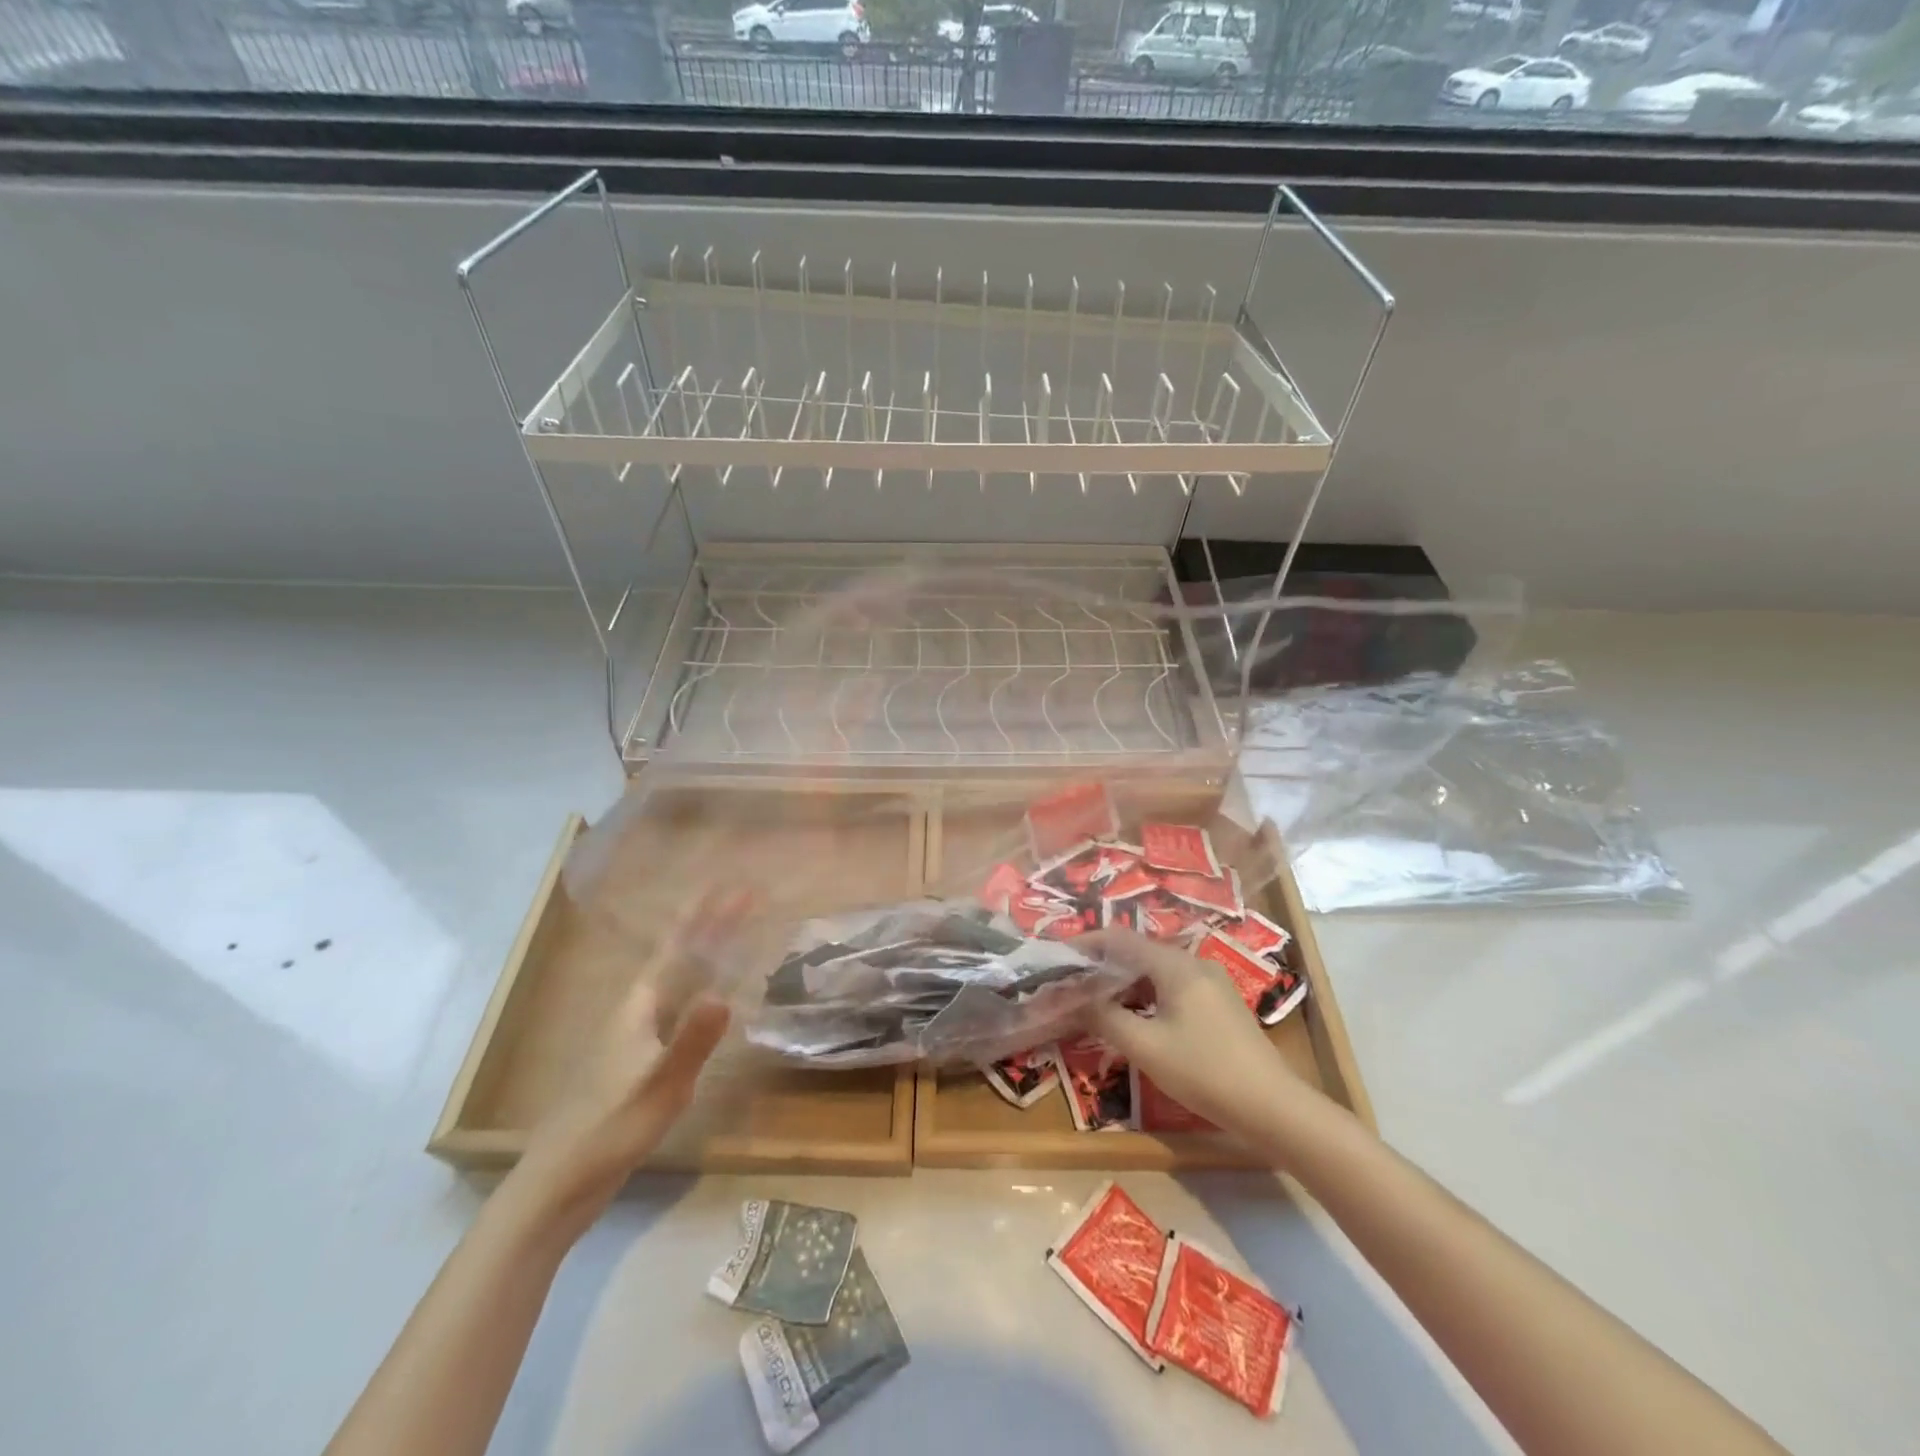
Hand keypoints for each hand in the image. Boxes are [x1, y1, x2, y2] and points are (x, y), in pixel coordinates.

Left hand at [517, 894, 742, 1217]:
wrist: (561, 1181)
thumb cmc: (610, 1127)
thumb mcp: (660, 1084)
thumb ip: (692, 1041)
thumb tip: (725, 993)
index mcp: (640, 1006)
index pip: (679, 946)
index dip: (707, 915)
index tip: (735, 887)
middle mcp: (637, 1010)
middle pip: (680, 956)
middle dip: (711, 926)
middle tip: (745, 900)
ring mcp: (636, 1035)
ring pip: (679, 980)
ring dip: (706, 953)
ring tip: (734, 935)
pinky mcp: (639, 1059)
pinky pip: (679, 1006)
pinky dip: (701, 988)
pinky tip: (712, 1000)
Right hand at [1078, 929, 1309, 1145]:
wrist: (1273, 1107)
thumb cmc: (1204, 1071)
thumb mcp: (1146, 1047)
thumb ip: (1105, 1017)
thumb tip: (1072, 999)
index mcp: (1175, 965)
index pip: (1120, 939)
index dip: (1086, 943)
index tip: (1058, 956)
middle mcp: (1194, 963)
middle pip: (1138, 952)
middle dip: (1103, 965)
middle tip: (1072, 983)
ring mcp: (1211, 982)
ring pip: (1155, 970)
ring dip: (1124, 982)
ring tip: (1096, 1001)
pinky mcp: (1219, 1004)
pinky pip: (1172, 986)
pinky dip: (1146, 994)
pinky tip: (1135, 1016)